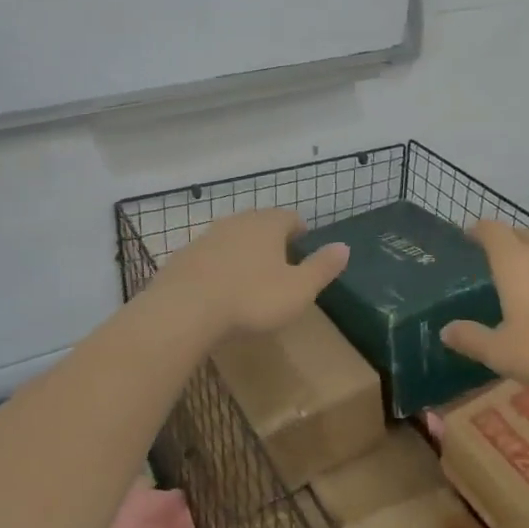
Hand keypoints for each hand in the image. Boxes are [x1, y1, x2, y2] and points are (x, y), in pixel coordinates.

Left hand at [151, 208, 348, 340]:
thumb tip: (344, 246)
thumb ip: (322, 267)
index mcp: (268, 225)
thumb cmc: (251, 299)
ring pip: (232, 237)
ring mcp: (207, 237)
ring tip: (250, 274)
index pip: (290, 217)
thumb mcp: (298, 289)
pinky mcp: (184, 257)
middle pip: (259, 223)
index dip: (299, 230)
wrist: (184, 309)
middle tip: (280, 259)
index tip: (303, 244)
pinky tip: (220, 287)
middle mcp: (237, 222)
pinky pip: (209, 256)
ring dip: (243, 250)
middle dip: (271, 237)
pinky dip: (219, 266)